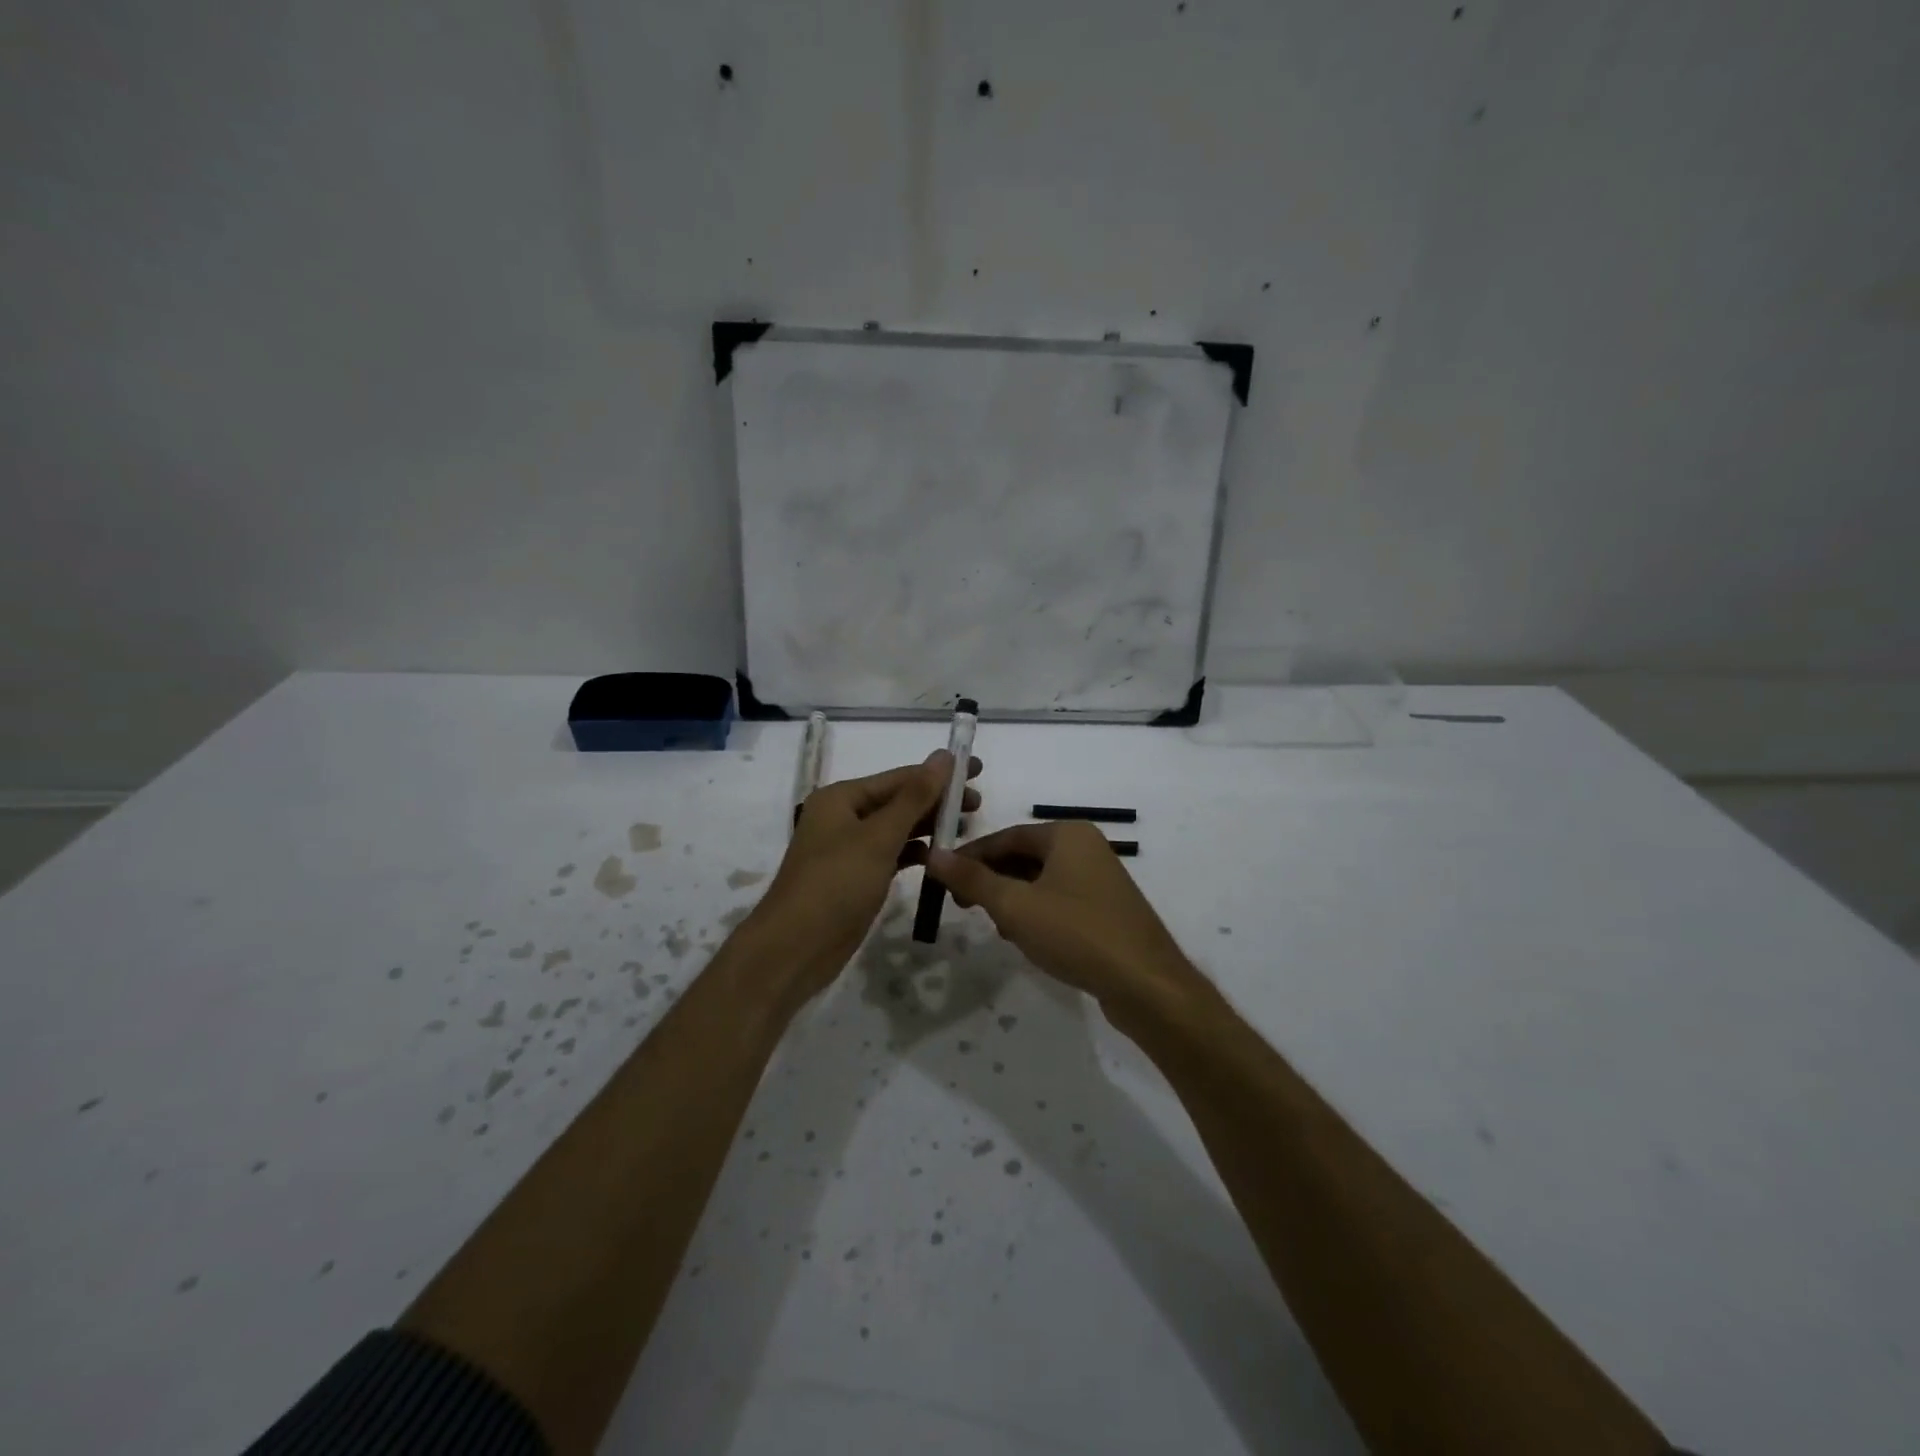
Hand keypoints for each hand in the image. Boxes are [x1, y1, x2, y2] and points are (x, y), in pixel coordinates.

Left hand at [749, 751, 982, 1000]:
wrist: (795, 949)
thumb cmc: (836, 884)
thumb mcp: (879, 837)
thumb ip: (915, 797)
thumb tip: (944, 755)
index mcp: (841, 797)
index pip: (900, 777)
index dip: (940, 773)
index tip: (978, 769)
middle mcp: (843, 816)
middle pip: (899, 800)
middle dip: (937, 801)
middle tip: (978, 805)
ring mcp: (849, 848)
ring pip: (897, 828)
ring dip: (929, 826)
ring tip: (966, 828)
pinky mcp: (856, 876)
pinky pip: (892, 854)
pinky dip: (915, 853)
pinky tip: (940, 857)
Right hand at [925, 820, 1198, 1019]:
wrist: (1146, 985)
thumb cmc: (1077, 934)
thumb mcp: (1015, 906)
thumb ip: (972, 879)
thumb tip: (934, 854)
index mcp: (1068, 834)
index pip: (1007, 836)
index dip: (971, 857)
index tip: (944, 879)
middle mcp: (1087, 847)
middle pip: (1024, 857)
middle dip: (992, 881)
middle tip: (964, 907)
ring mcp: (1100, 879)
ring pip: (1041, 881)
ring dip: (1013, 901)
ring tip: (998, 927)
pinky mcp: (1107, 909)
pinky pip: (1060, 901)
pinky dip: (1037, 914)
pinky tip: (1027, 940)